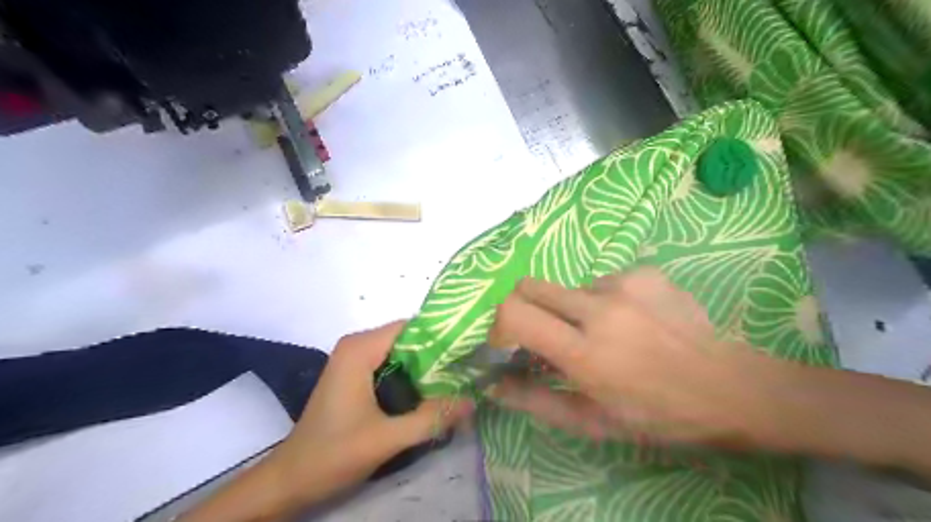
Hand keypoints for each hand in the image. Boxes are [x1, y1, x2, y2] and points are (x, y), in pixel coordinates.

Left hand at [270, 319, 472, 507]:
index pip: (411, 327)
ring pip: (401, 353)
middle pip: (407, 339)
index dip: (441, 337)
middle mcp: (356, 345)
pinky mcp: (354, 374)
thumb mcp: (387, 438)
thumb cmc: (333, 454)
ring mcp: (354, 359)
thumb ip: (432, 418)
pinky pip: (391, 364)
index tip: (468, 352)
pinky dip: (411, 376)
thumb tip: (473, 400)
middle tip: (467, 370)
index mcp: (360, 349)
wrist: (291, 479)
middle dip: (437, 354)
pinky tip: (430, 392)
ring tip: (457, 381)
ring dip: (426, 367)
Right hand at [494, 268, 784, 450]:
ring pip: (569, 289)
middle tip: (543, 337)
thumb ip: (535, 401)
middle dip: (524, 310)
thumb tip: (493, 384)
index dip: (498, 327)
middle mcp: (600, 308)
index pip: (514, 313)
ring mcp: (625, 283)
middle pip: (530, 286)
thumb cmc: (659, 416)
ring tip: (604, 337)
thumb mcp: (593, 421)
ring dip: (571, 312)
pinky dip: (602, 302)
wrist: (731, 388)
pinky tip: (631, 324)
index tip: (507, 346)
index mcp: (585, 352)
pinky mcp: (645, 272)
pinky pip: (601, 282)